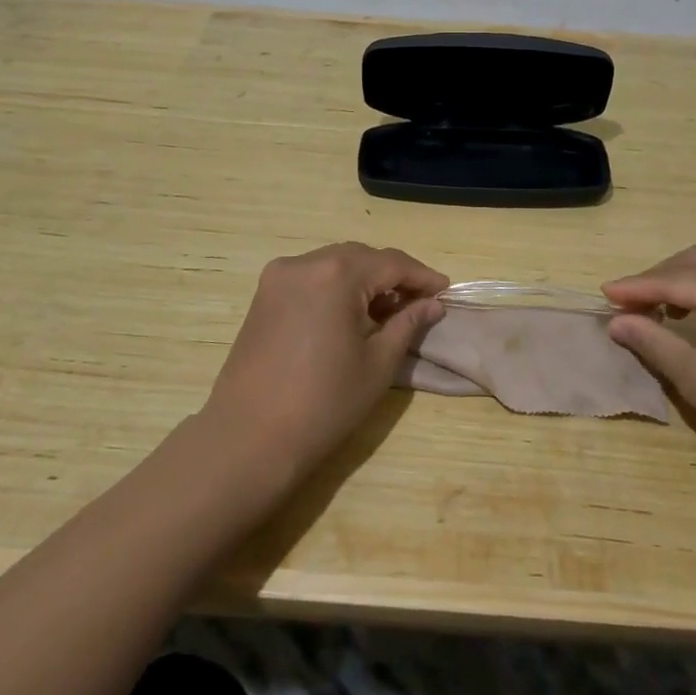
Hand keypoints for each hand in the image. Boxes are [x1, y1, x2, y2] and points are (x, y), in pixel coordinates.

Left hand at [201, 242, 447, 489]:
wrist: (249, 437)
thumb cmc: (324, 403)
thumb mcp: (378, 363)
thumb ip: (408, 324)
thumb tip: (433, 304)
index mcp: (336, 274)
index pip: (391, 262)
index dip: (422, 276)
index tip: (445, 291)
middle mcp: (304, 263)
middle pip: (361, 257)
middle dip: (393, 276)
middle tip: (419, 302)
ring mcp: (278, 277)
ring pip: (335, 263)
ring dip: (364, 279)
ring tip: (388, 310)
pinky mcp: (263, 295)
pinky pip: (311, 277)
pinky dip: (336, 286)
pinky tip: (351, 314)